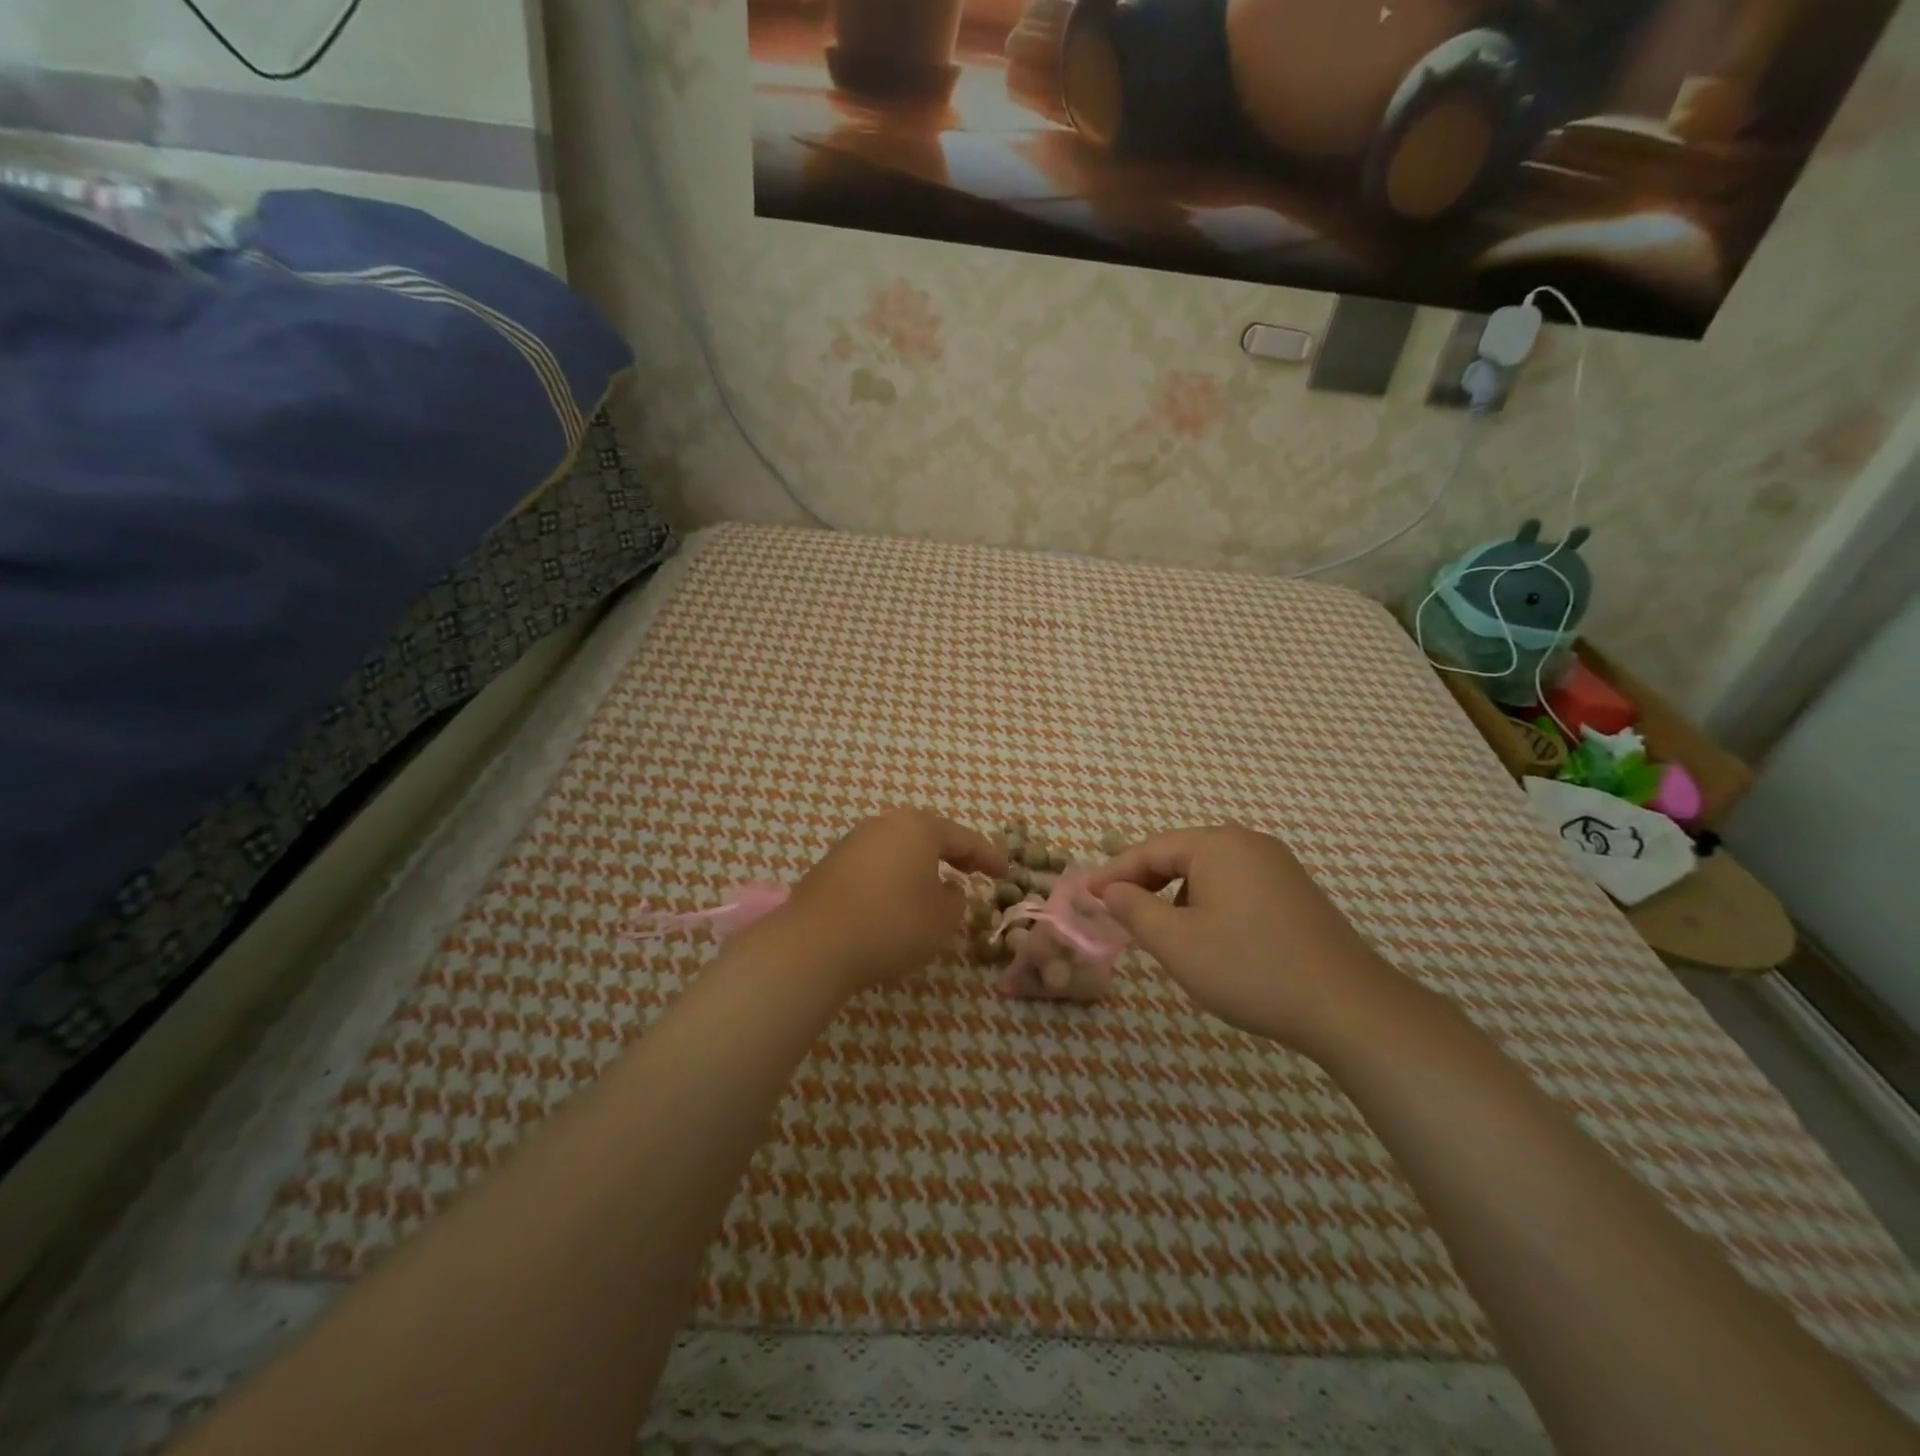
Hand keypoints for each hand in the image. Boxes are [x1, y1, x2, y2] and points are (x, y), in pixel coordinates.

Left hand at [781, 808, 1006, 991]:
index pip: (964, 838)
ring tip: (936, 888)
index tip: (1006, 872)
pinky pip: (875, 865)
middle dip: (952, 854)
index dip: (989, 857)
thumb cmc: (892, 924)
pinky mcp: (830, 866)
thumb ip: (955, 901)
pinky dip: (894, 878)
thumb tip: (946, 889)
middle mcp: (884, 825)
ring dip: (920, 866)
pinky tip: (897, 901)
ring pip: (899, 849)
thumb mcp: (942, 919)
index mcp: (918, 827)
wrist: (815, 944)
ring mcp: (853, 842)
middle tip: (973, 871)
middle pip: (928, 836)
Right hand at [1083, 825, 1407, 1057]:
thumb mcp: (1177, 943)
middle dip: (1143, 883)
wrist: (1348, 1007)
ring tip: (1158, 930)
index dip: (1112, 874)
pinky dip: (1207, 902)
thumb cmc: (1250, 969)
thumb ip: (1133, 909)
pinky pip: (1234, 885)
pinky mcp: (1294, 891)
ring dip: (1175, 895)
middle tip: (1114, 912)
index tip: (1084, 896)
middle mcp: (1248, 843)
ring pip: (1207, 871)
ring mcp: (1277, 866)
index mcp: (1217, 845)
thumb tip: (1109, 889)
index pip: (1149, 850)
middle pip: (1179, 855)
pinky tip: (1206, 936)